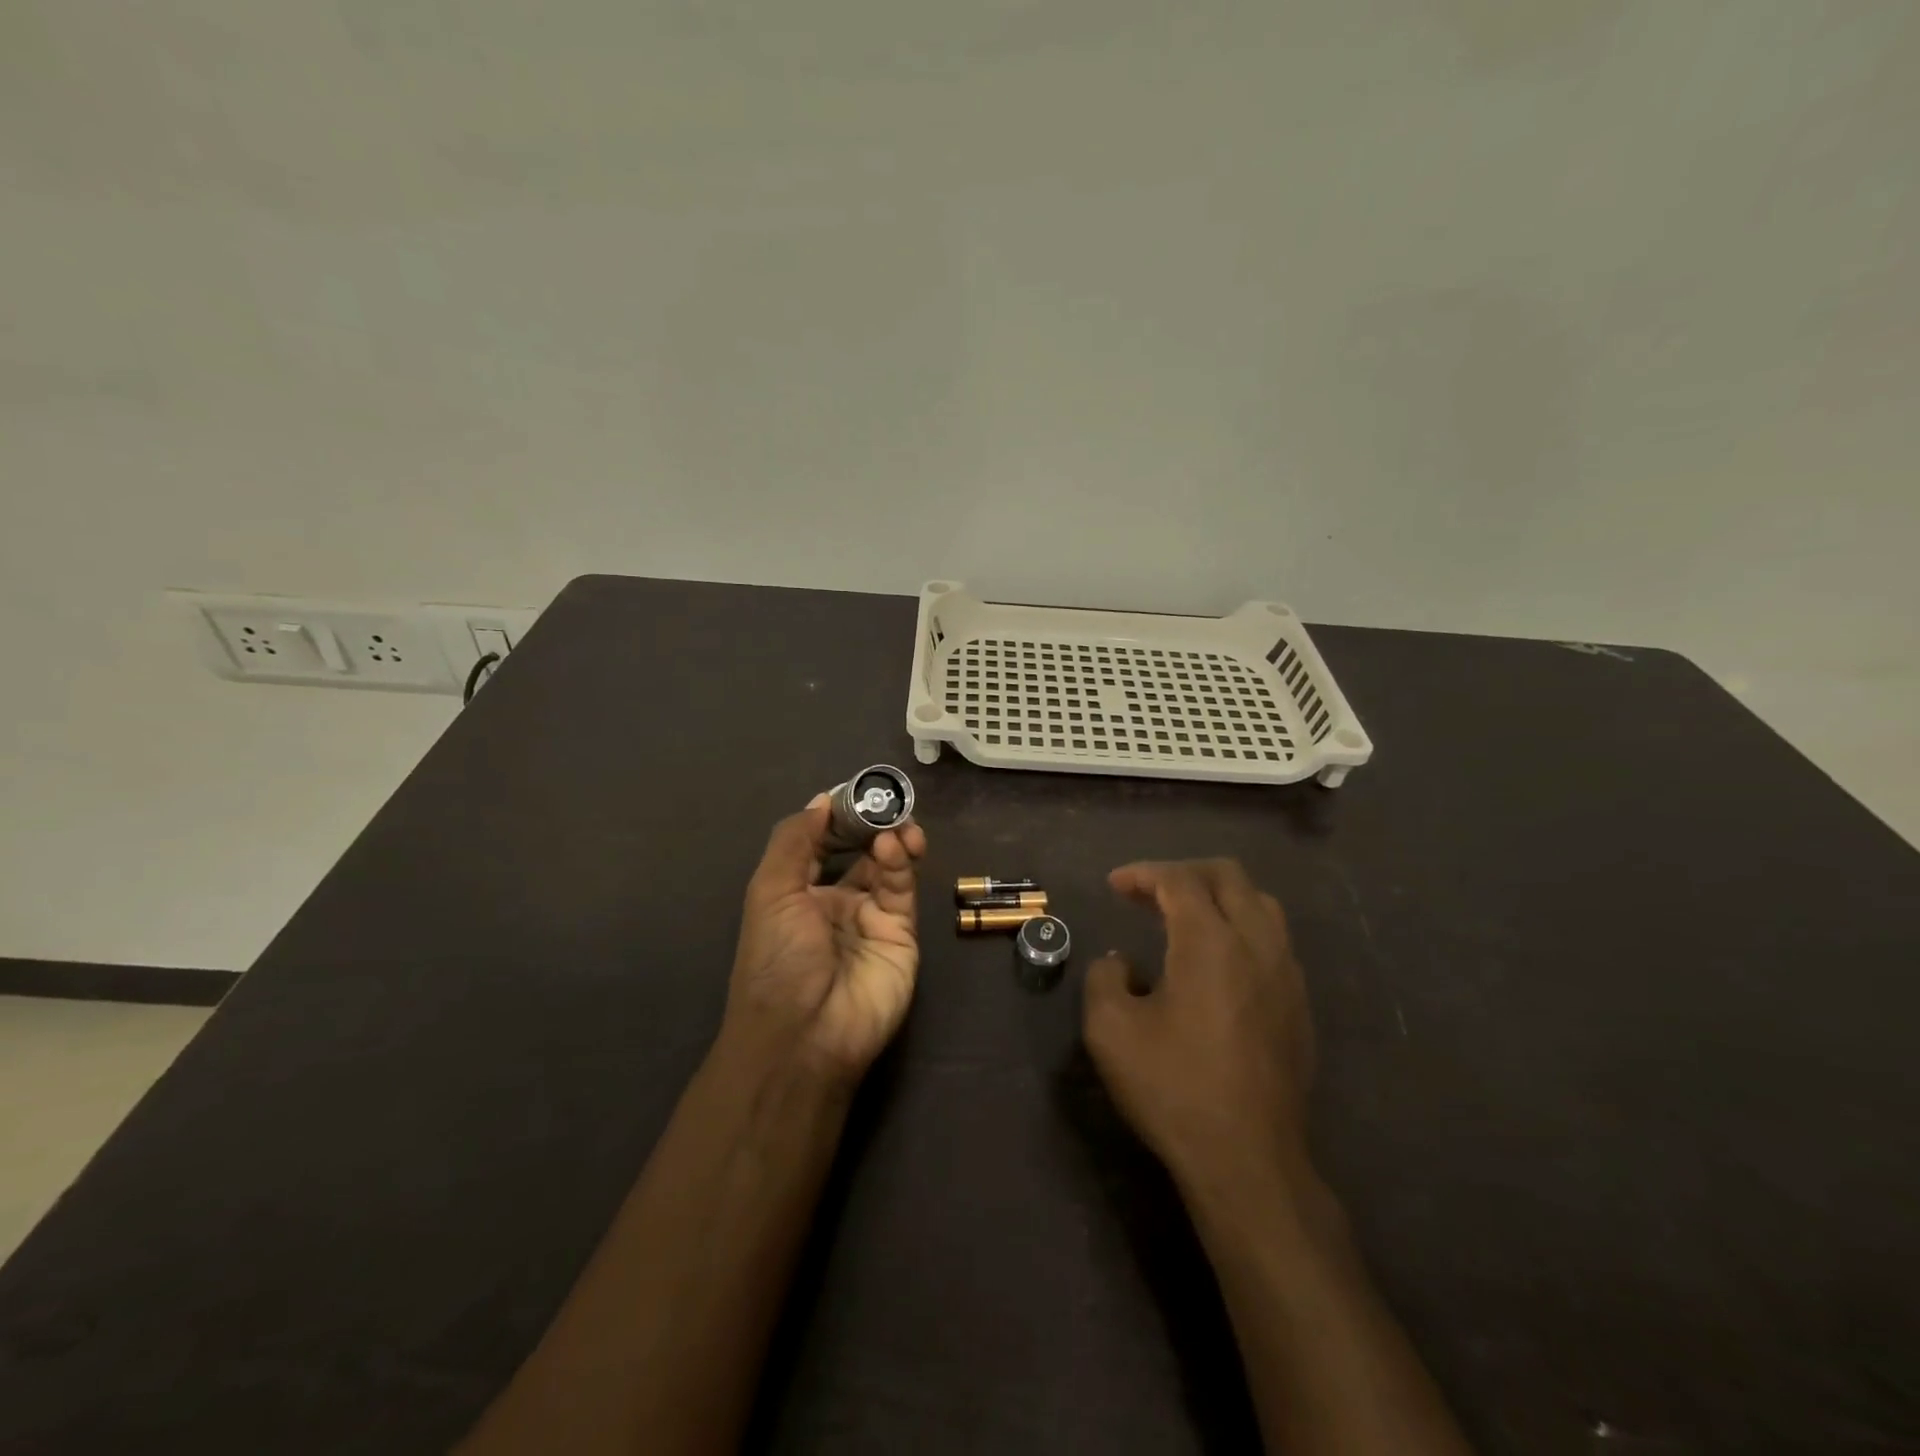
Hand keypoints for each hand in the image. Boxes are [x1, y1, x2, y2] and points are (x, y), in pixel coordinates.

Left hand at [724, 794, 927, 1085]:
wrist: (805, 1033)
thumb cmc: (777, 958)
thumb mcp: (770, 891)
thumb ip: (794, 840)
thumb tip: (821, 800)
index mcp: (798, 893)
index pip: (822, 844)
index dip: (837, 817)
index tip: (855, 790)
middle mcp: (835, 903)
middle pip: (860, 852)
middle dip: (872, 824)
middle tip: (887, 800)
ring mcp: (871, 919)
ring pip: (887, 867)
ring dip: (891, 839)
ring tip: (898, 821)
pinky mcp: (901, 934)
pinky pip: (902, 890)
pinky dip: (900, 864)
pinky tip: (895, 846)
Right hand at [1083, 859, 1314, 1187]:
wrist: (1248, 1161)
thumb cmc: (1173, 1088)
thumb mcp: (1110, 1031)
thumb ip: (1104, 978)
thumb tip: (1121, 963)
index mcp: (1210, 942)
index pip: (1179, 880)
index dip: (1143, 873)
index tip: (1114, 885)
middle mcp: (1257, 944)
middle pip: (1228, 876)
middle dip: (1183, 872)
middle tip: (1148, 892)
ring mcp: (1286, 975)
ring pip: (1260, 904)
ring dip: (1218, 896)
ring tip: (1183, 917)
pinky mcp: (1299, 1005)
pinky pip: (1273, 941)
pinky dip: (1240, 928)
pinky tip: (1216, 961)